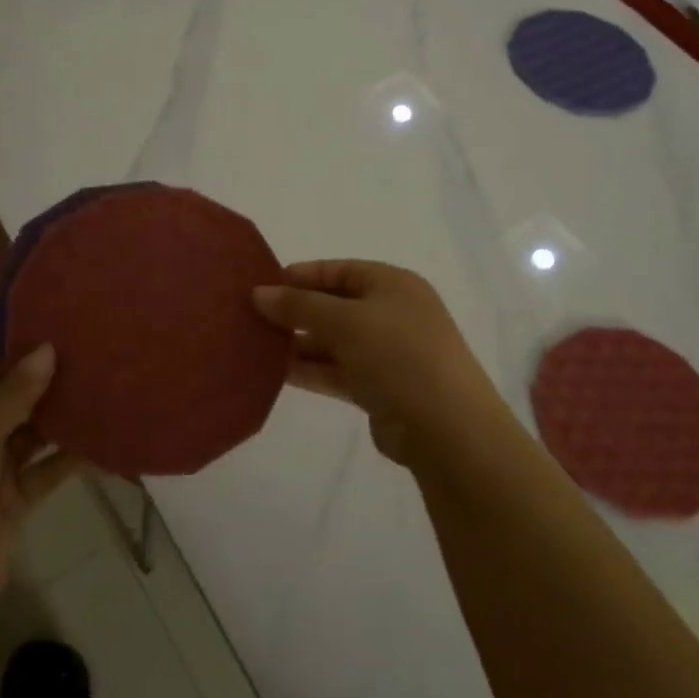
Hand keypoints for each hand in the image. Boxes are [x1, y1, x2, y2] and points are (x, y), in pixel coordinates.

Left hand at [0, 344, 78, 619]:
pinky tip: (105, 439)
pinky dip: (73, 457)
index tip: (52, 326)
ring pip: (33, 432)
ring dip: (62, 415)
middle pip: (10, 397)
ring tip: (104, 385)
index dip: (8, 348)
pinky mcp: (16, 500)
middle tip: (91, 350)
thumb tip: (47, 349)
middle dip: (44, 378)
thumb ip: (11, 396)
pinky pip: (48, 470)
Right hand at [253, 260, 505, 468]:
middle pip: (335, 306)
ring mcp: (388, 353)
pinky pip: (338, 371)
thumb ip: (299, 306)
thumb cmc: (397, 355)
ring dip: (299, 344)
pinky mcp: (380, 388)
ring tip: (255, 347)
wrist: (446, 427)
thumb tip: (258, 293)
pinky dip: (312, 370)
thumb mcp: (344, 321)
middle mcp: (392, 313)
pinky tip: (276, 373)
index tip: (263, 285)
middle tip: (252, 319)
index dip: (302, 276)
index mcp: (393, 285)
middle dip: (296, 313)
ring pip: (334, 342)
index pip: (340, 271)